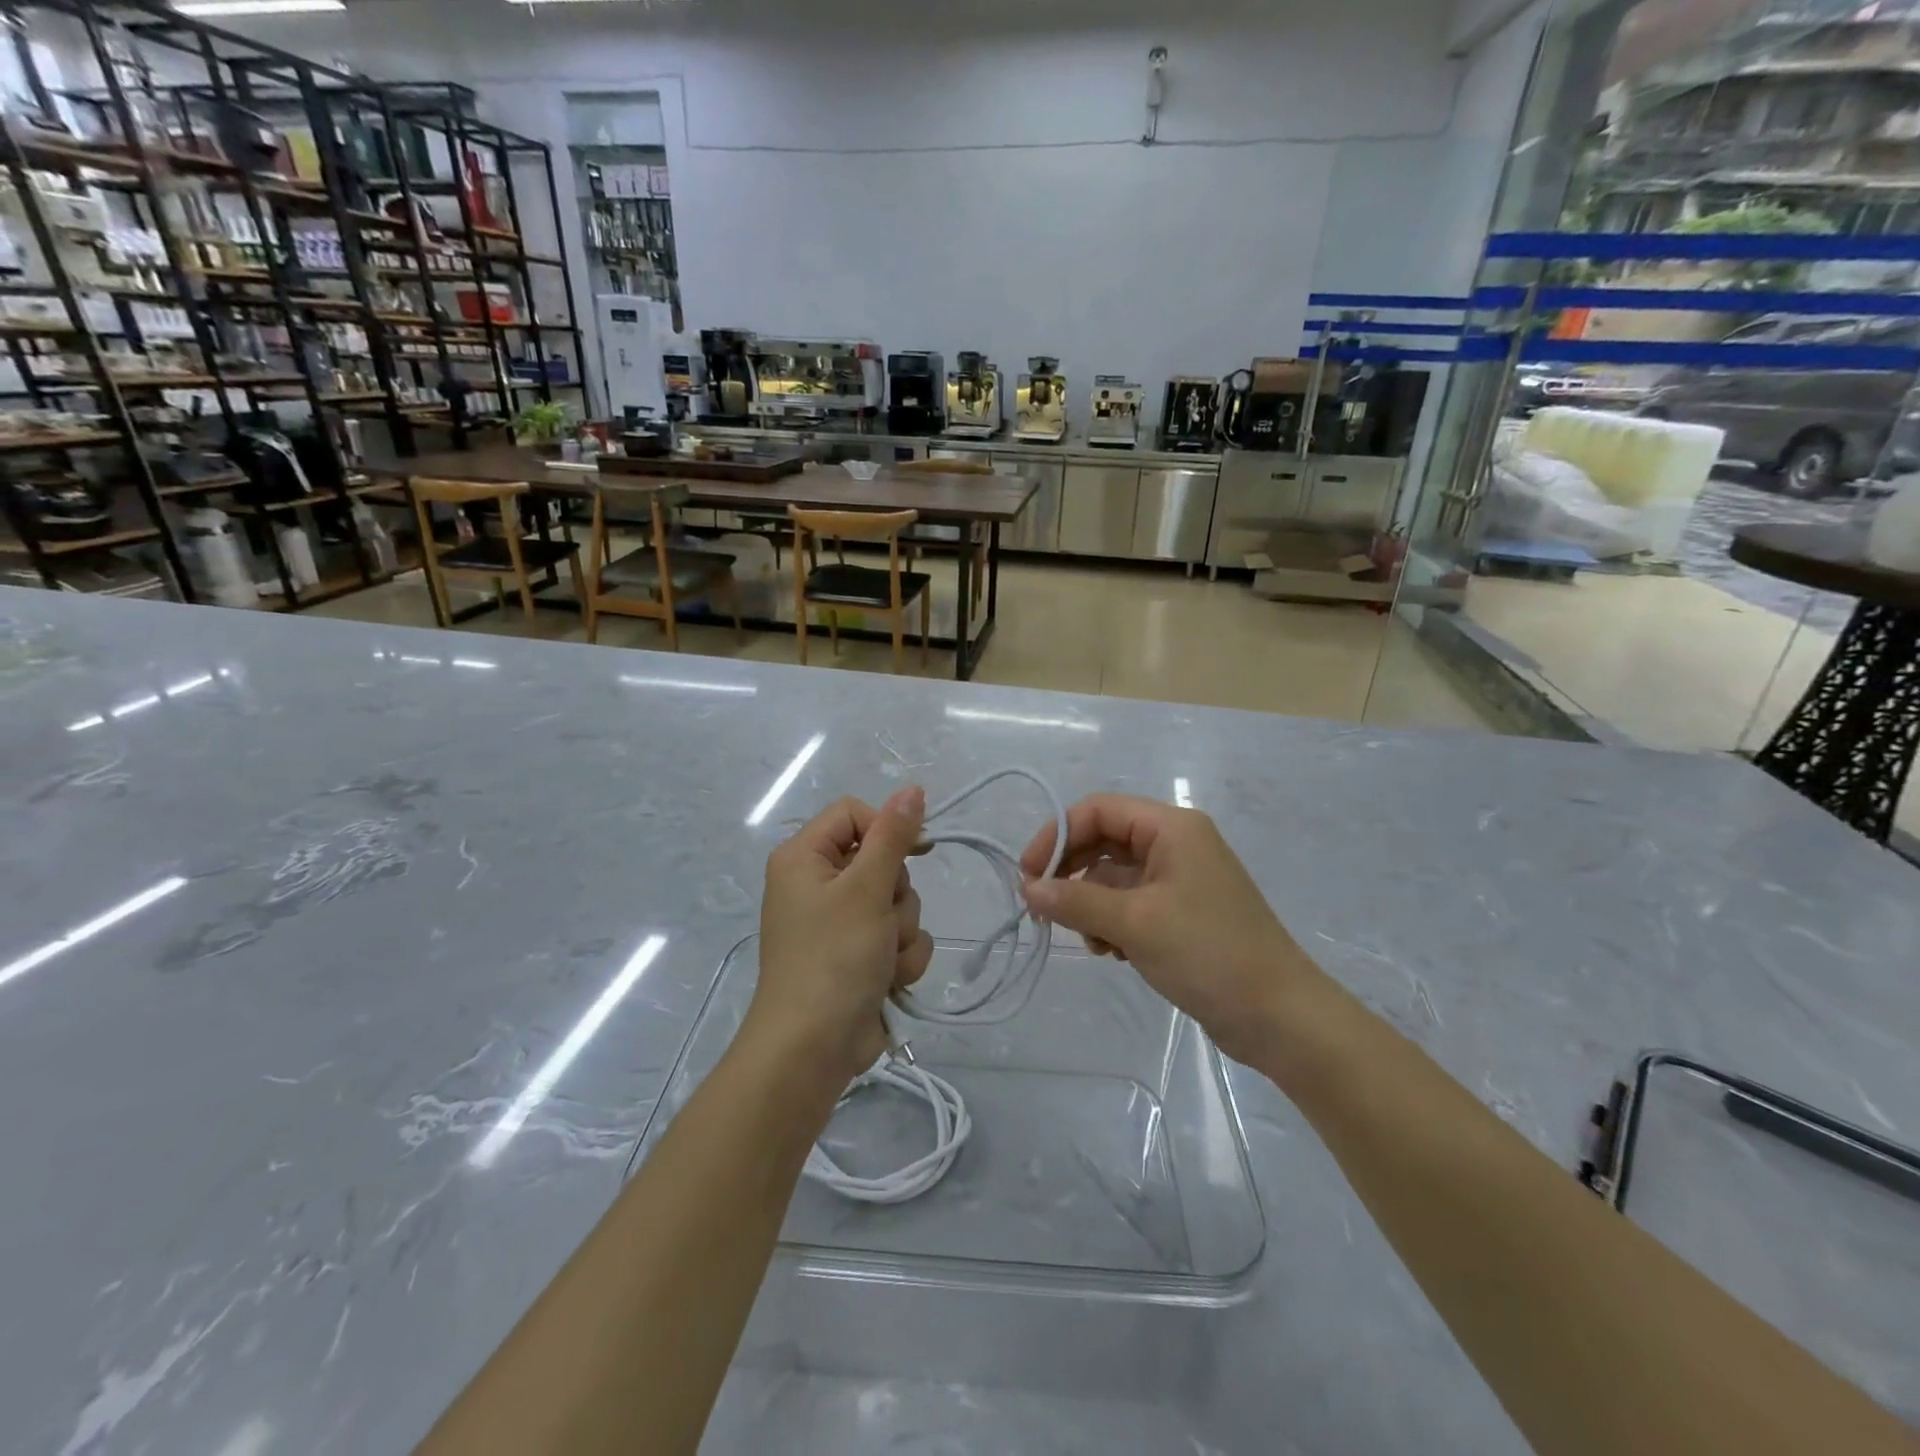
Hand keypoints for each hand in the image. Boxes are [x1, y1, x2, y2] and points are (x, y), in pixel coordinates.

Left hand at [749, 786, 933, 1088]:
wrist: (813, 1050)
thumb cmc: (833, 958)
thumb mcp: (866, 889)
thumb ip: (892, 836)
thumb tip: (912, 789)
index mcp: (804, 858)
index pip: (854, 813)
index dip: (887, 828)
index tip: (916, 850)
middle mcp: (817, 884)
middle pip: (880, 860)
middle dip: (895, 894)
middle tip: (882, 920)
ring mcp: (838, 923)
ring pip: (896, 902)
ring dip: (902, 931)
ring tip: (883, 958)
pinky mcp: (858, 955)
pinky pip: (897, 937)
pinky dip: (901, 958)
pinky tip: (888, 980)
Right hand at [1021, 794, 1321, 1064]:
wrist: (1280, 1016)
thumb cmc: (1208, 953)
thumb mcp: (1134, 924)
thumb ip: (1075, 902)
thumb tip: (1028, 889)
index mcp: (1171, 828)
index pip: (1098, 811)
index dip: (1057, 836)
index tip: (1028, 875)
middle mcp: (1175, 844)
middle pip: (1104, 841)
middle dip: (1071, 873)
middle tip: (1042, 908)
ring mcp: (1180, 879)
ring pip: (1114, 876)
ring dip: (1090, 904)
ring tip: (1090, 942)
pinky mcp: (1181, 913)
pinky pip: (1130, 903)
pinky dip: (1111, 922)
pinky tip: (1111, 953)